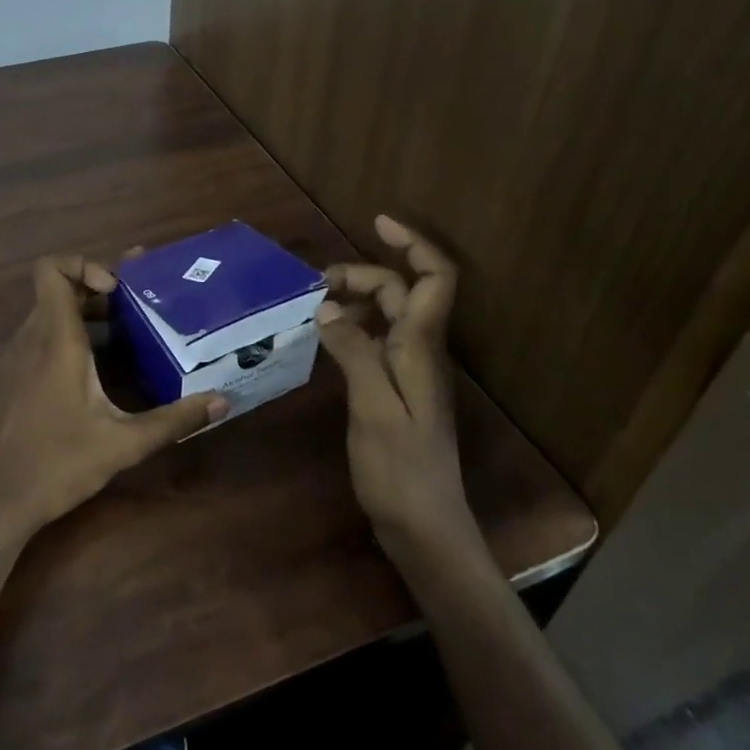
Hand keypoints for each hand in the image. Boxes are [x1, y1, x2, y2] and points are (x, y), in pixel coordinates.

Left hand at [0, 255, 227, 552]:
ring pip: (46, 317)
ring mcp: (11, 360)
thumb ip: (174, 420)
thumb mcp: (123, 444)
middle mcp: (28, 339)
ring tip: (124, 342)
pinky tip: (92, 378)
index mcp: (55, 340)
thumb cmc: (56, 465)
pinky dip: (64, 342)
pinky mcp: (5, 381)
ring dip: (83, 319)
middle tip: (137, 312)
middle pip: (57, 291)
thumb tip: (222, 402)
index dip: (83, 264)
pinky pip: (35, 342)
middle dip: (97, 294)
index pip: (51, 269)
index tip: (116, 291)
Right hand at [316, 215, 483, 569]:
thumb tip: (329, 308)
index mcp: (422, 348)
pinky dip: (352, 327)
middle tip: (317, 284)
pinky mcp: (396, 390)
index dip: (413, 244)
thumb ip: (355, 353)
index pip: (434, 279)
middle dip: (364, 273)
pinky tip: (326, 338)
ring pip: (388, 316)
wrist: (425, 528)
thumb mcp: (374, 408)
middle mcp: (421, 352)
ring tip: (315, 304)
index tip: (377, 221)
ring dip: (356, 299)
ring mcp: (410, 372)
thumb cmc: (401, 470)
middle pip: (402, 292)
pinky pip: (375, 341)